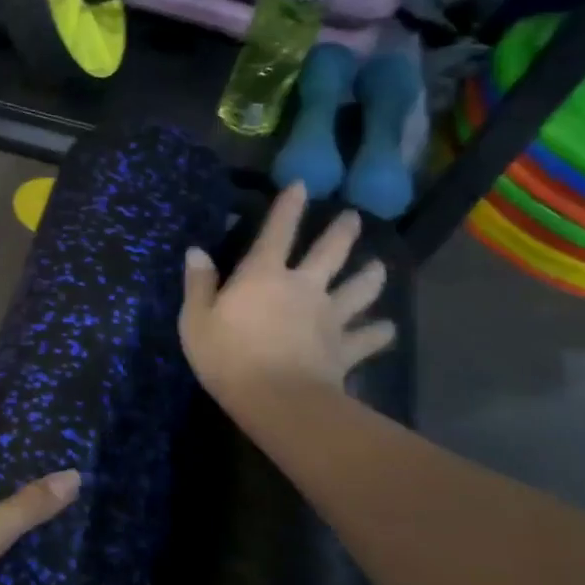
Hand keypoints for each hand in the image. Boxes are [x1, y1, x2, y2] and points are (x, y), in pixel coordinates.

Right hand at [180, 183, 396, 403]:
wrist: (277, 399)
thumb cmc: (228, 356)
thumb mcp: (196, 320)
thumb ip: (198, 284)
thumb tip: (196, 251)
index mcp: (264, 275)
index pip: (277, 232)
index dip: (288, 207)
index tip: (301, 186)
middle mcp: (303, 287)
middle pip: (330, 253)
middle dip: (342, 232)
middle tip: (354, 218)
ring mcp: (329, 317)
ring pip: (358, 290)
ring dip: (370, 278)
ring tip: (378, 268)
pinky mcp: (345, 348)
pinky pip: (368, 338)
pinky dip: (379, 332)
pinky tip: (388, 328)